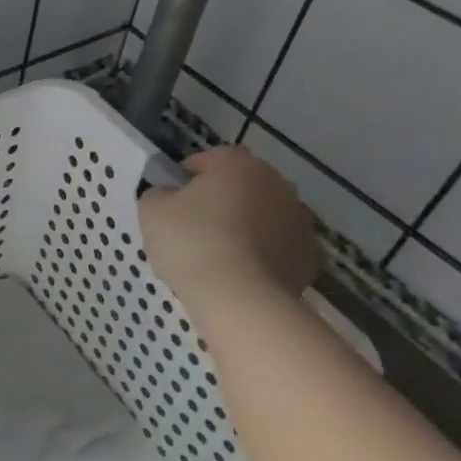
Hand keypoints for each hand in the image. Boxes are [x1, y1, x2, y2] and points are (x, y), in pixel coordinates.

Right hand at [137, 146, 318, 311]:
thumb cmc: (191, 244)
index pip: (204, 161)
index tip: (170, 207)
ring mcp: (298, 218)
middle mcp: (275, 182)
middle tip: (191, 233)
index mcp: (236, 164)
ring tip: (217, 259)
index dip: (183, 182)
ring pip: (261, 216)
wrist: (240, 298)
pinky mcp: (309, 253)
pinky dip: (261, 256)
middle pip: (238, 187)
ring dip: (243, 228)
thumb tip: (169, 196)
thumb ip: (157, 194)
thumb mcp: (151, 212)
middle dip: (218, 204)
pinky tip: (240, 275)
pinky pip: (277, 247)